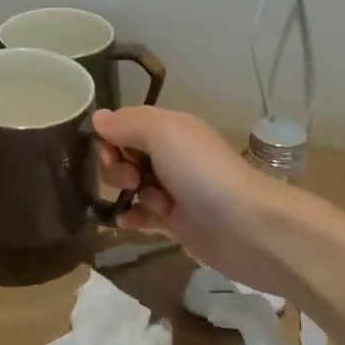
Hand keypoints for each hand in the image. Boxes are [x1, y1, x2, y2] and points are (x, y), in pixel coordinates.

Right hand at [94, 106, 301, 298]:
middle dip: (117, 168)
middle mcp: (171, 154)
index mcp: (170, 128)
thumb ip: (127, 124)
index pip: (125, 124)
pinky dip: (132, 217)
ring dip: (127, 194)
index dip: (110, 138)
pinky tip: (127, 223)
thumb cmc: (201, 172)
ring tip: (147, 205)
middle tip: (131, 181)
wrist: (247, 226)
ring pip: (132, 185)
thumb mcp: (163, 134)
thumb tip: (97, 118)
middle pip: (126, 155)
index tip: (111, 154)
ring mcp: (174, 189)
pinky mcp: (177, 221)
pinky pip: (142, 215)